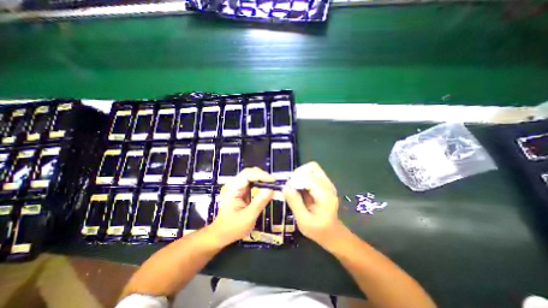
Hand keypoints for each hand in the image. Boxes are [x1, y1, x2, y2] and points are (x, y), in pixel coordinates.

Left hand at [210, 167, 274, 246]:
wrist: (221, 234)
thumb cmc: (232, 228)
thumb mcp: (248, 217)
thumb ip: (259, 203)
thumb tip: (271, 190)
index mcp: (232, 189)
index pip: (247, 174)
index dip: (261, 175)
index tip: (273, 181)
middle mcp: (233, 185)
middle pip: (249, 172)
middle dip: (262, 175)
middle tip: (273, 183)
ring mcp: (235, 187)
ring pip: (251, 176)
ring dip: (261, 178)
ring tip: (271, 184)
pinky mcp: (239, 190)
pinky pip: (251, 182)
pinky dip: (259, 183)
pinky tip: (265, 187)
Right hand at [285, 163, 340, 246]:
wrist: (332, 233)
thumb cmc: (318, 230)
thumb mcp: (303, 221)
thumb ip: (295, 203)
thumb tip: (284, 187)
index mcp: (325, 195)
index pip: (308, 176)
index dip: (295, 180)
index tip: (288, 189)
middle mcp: (328, 185)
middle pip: (311, 167)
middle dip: (298, 174)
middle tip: (291, 187)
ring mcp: (327, 183)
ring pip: (312, 168)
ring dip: (300, 174)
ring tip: (295, 187)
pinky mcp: (324, 184)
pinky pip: (312, 173)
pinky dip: (303, 177)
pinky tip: (300, 188)